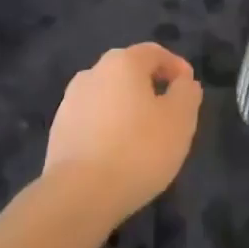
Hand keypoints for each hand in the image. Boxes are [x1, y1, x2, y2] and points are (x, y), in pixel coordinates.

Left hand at [43, 43, 201, 227]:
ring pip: (109, 96)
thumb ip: (187, 93)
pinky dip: (108, 128)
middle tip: (169, 113)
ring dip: (127, 108)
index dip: (176, 67)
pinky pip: (92, 119)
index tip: (189, 89)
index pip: (154, 52)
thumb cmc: (138, 150)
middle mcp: (93, 72)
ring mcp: (70, 101)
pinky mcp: (59, 130)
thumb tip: (183, 82)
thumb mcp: (180, 120)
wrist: (79, 194)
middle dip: (150, 87)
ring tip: (143, 137)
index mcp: (122, 62)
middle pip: (128, 71)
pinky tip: (117, 153)